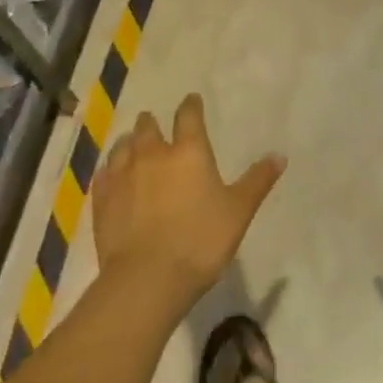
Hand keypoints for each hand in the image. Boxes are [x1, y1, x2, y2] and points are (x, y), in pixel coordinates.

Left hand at [92, 94, 285, 310]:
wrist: (146, 281)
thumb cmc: (200, 241)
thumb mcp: (238, 212)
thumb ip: (257, 181)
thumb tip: (280, 155)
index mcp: (188, 150)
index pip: (189, 115)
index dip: (191, 105)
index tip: (192, 101)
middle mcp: (153, 154)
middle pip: (148, 126)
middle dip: (153, 123)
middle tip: (156, 126)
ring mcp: (123, 175)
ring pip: (123, 146)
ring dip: (130, 143)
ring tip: (133, 147)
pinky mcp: (102, 200)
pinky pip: (104, 174)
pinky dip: (110, 171)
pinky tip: (111, 177)